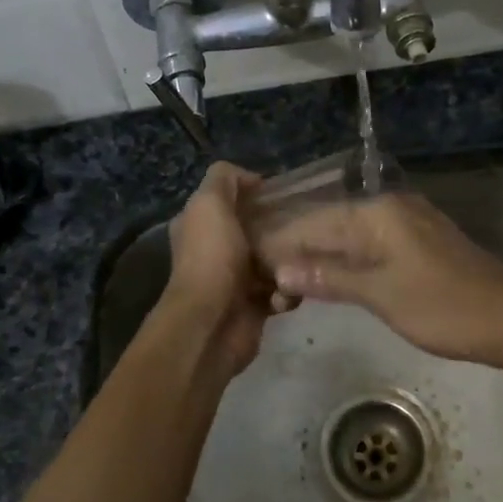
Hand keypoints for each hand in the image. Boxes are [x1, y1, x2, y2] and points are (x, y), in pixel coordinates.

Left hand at [161, 161, 285, 379]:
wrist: (213, 323)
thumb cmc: (212, 258)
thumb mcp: (210, 203)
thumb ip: (224, 178)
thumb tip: (251, 179)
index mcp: (200, 224)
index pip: (230, 200)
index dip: (254, 194)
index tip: (282, 195)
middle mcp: (215, 250)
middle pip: (257, 230)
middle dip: (280, 230)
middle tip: (303, 228)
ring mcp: (235, 280)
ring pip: (274, 261)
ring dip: (288, 263)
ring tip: (297, 264)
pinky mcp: (254, 306)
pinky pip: (282, 291)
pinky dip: (287, 292)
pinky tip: (286, 293)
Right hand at [262, 193, 502, 366]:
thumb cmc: (443, 307)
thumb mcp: (381, 294)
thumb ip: (329, 277)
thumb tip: (280, 268)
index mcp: (377, 213)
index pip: (312, 221)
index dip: (279, 243)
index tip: (247, 262)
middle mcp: (389, 208)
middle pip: (328, 224)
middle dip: (295, 250)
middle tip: (260, 277)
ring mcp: (405, 224)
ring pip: (347, 236)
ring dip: (318, 258)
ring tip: (283, 281)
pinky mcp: (417, 244)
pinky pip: (367, 246)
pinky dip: (344, 262)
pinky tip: (326, 279)